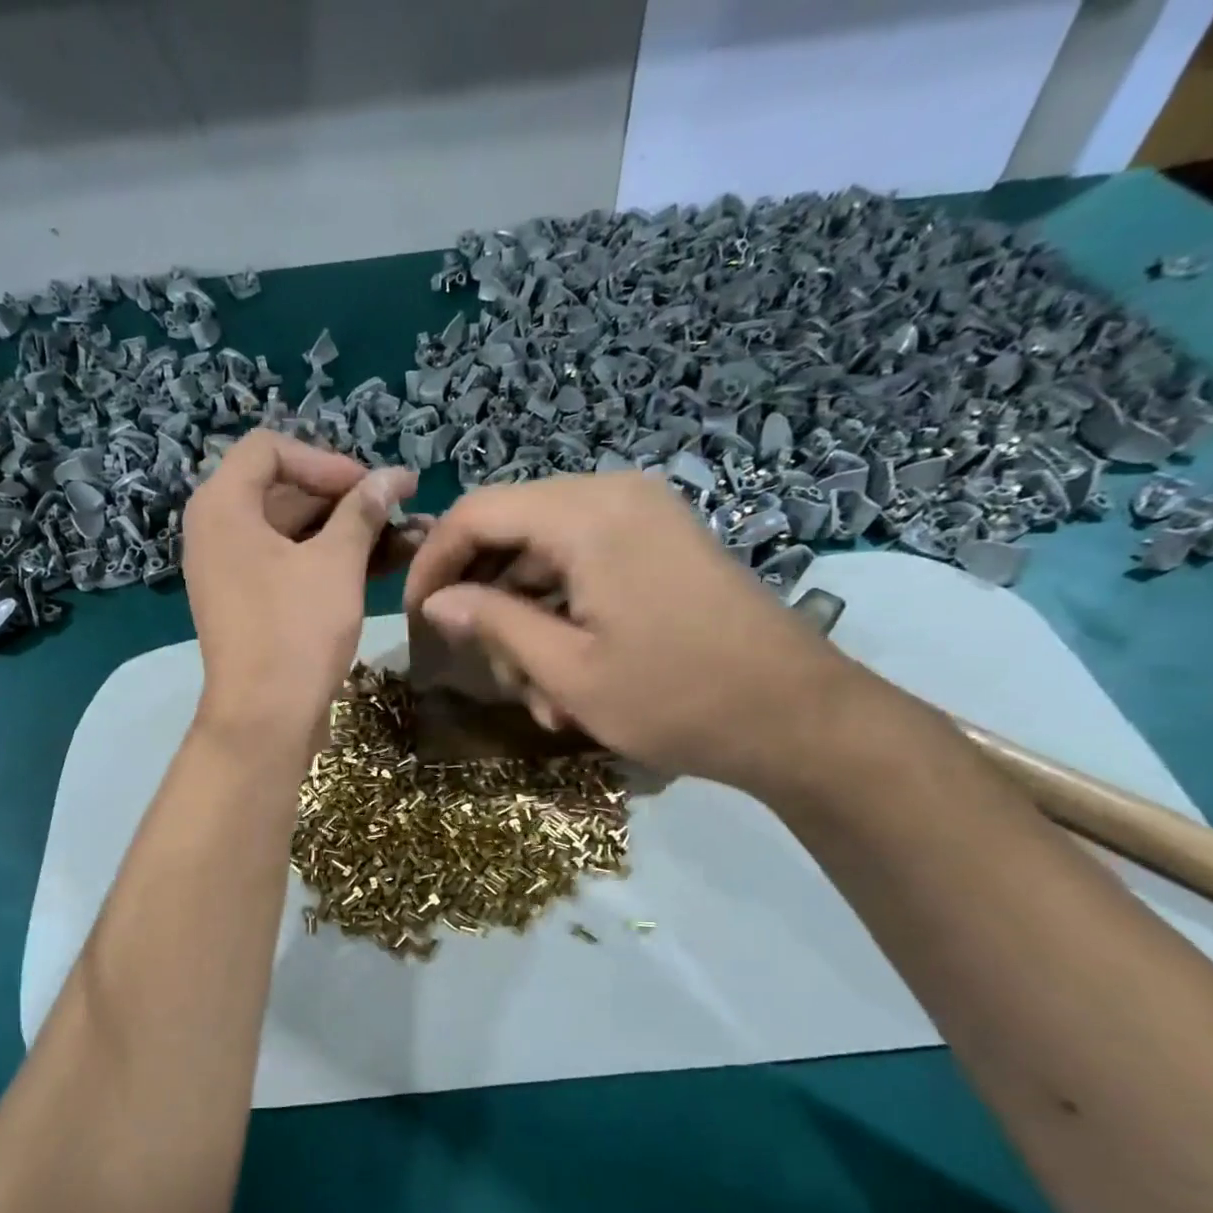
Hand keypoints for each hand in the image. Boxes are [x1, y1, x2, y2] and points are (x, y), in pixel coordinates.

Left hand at [185, 430, 419, 752]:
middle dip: (348, 499)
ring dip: (349, 532)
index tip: (371, 487)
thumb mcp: (336, 563)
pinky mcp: (252, 603)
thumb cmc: (295, 631)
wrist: (265, 719)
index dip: (326, 460)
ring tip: (410, 537)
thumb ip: (363, 511)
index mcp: (223, 506)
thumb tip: (393, 477)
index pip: (270, 449)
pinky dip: (333, 561)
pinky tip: (385, 563)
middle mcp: (219, 530)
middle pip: (286, 490)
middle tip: (401, 509)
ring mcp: (233, 570)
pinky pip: (292, 564)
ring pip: (296, 532)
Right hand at [403, 471, 863, 793]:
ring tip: (536, 692)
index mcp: (588, 514)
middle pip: (511, 529)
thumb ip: (492, 623)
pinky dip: (563, 612)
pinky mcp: (662, 543)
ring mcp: (645, 516)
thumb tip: (434, 601)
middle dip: (485, 599)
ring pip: (546, 553)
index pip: (477, 512)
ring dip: (526, 618)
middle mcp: (615, 494)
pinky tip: (570, 676)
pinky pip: (586, 563)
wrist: (798, 717)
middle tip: (485, 668)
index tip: (414, 617)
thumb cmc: (675, 698)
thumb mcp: (567, 671)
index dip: (433, 561)